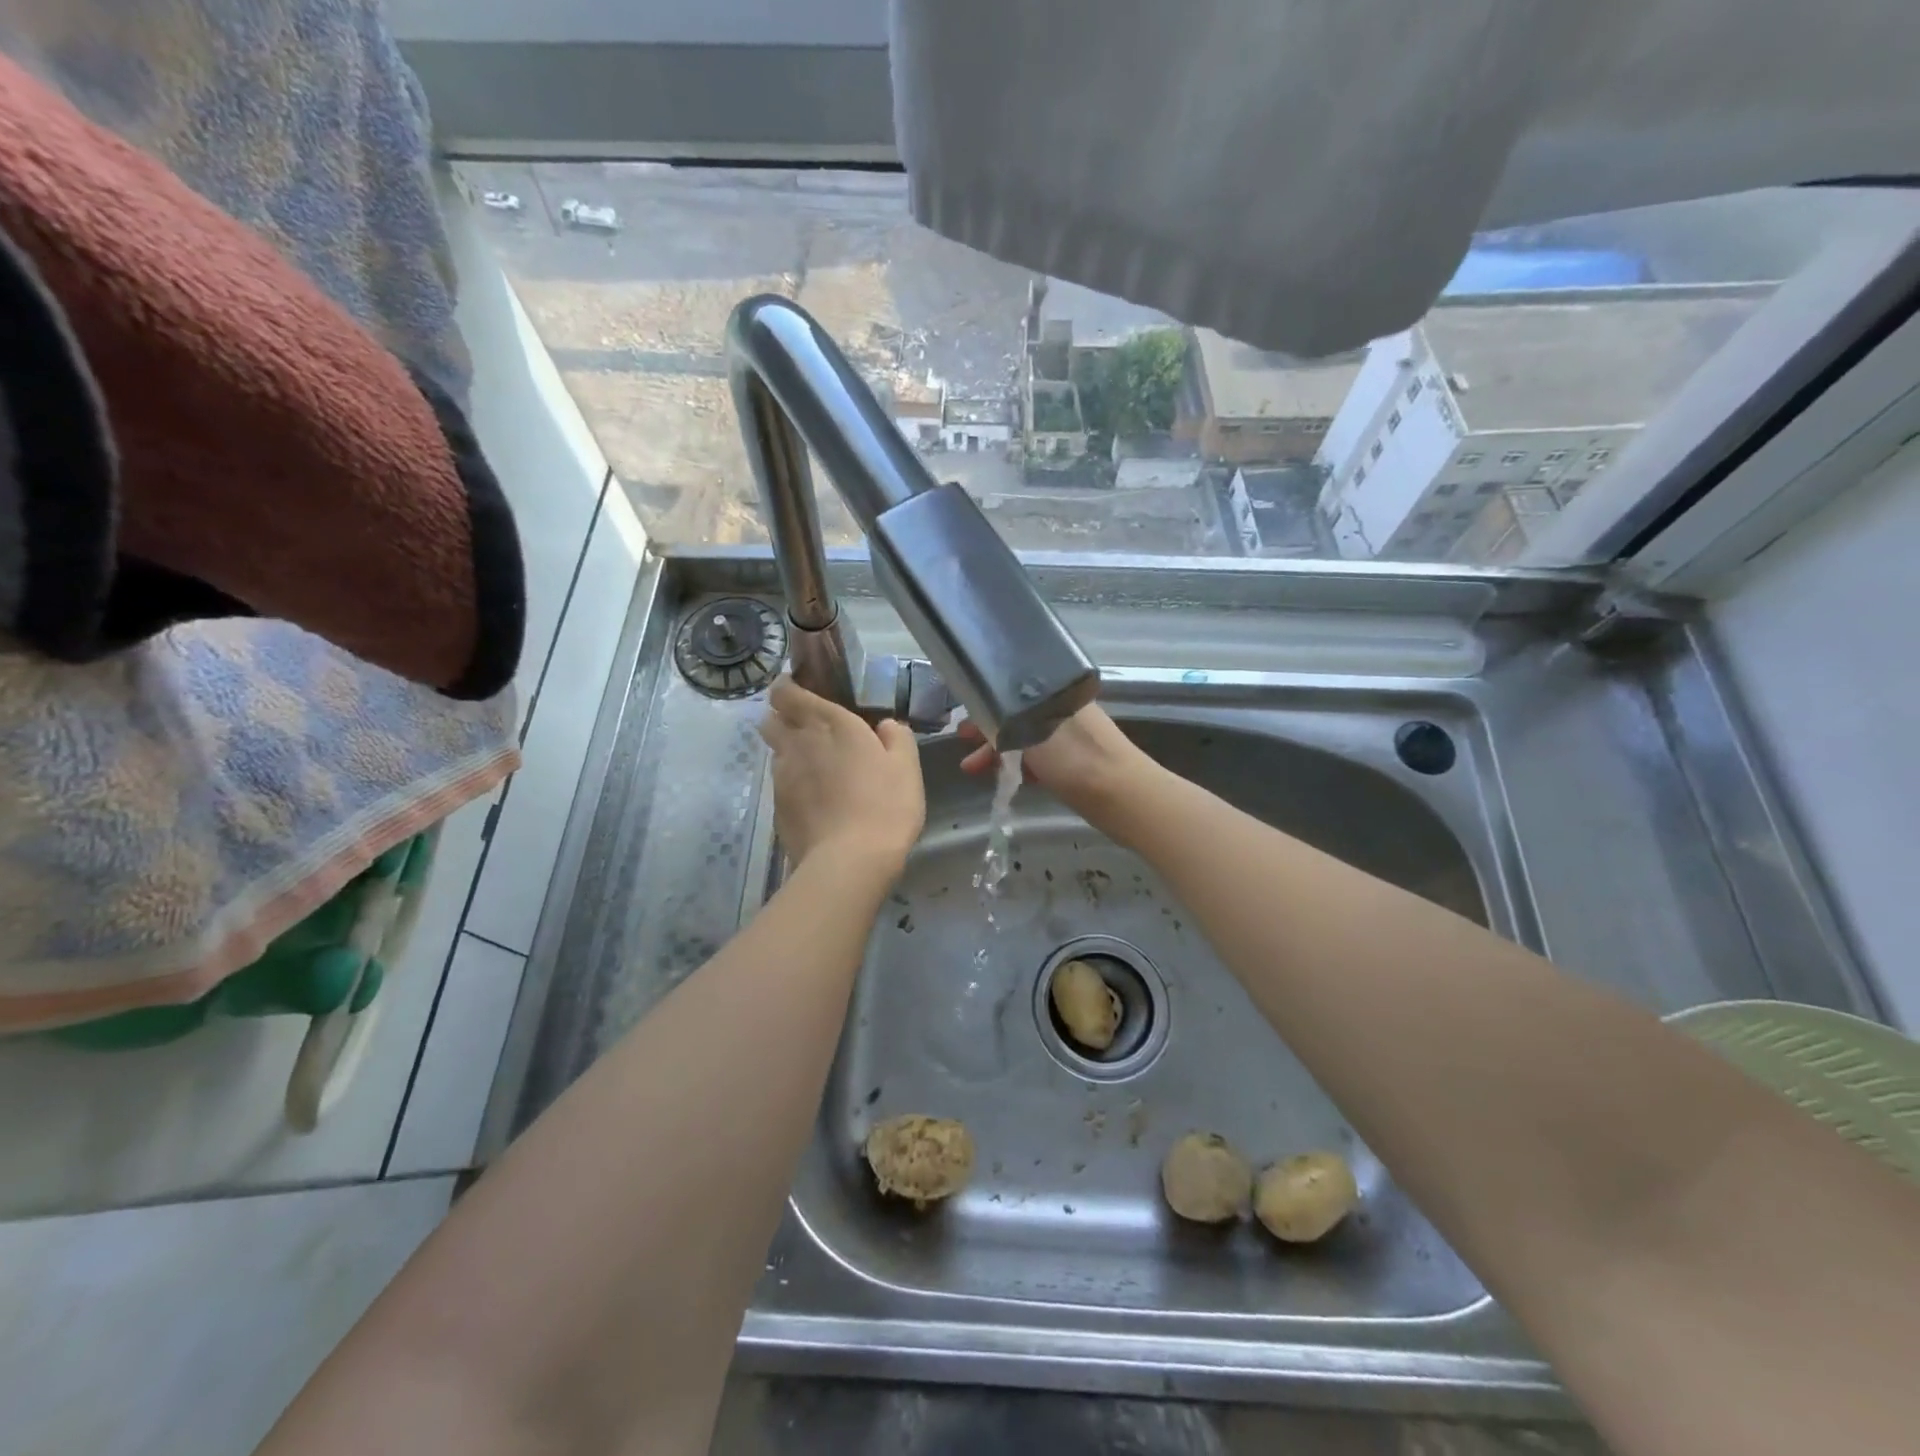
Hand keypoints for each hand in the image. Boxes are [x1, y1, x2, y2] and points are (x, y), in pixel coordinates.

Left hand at [759, 677, 925, 871]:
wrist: (849, 861)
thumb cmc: (885, 805)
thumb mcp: (907, 766)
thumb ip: (897, 736)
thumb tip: (886, 725)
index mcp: (829, 723)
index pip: (788, 692)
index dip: (787, 688)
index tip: (798, 689)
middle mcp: (798, 743)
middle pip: (771, 719)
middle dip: (782, 717)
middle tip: (806, 727)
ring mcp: (782, 776)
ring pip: (775, 752)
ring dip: (788, 752)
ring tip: (814, 767)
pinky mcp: (776, 807)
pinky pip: (780, 783)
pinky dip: (793, 784)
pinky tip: (814, 800)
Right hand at [958, 702, 1154, 827]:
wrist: (1125, 797)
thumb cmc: (1076, 760)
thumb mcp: (1030, 735)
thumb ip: (1004, 724)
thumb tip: (983, 720)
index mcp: (1055, 694)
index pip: (1011, 693)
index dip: (984, 709)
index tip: (963, 727)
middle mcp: (1063, 710)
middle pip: (1017, 717)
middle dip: (988, 735)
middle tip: (965, 751)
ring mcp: (1073, 737)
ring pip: (1027, 740)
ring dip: (1001, 754)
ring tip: (975, 772)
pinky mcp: (1078, 763)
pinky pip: (1041, 759)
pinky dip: (1021, 767)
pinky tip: (1008, 781)